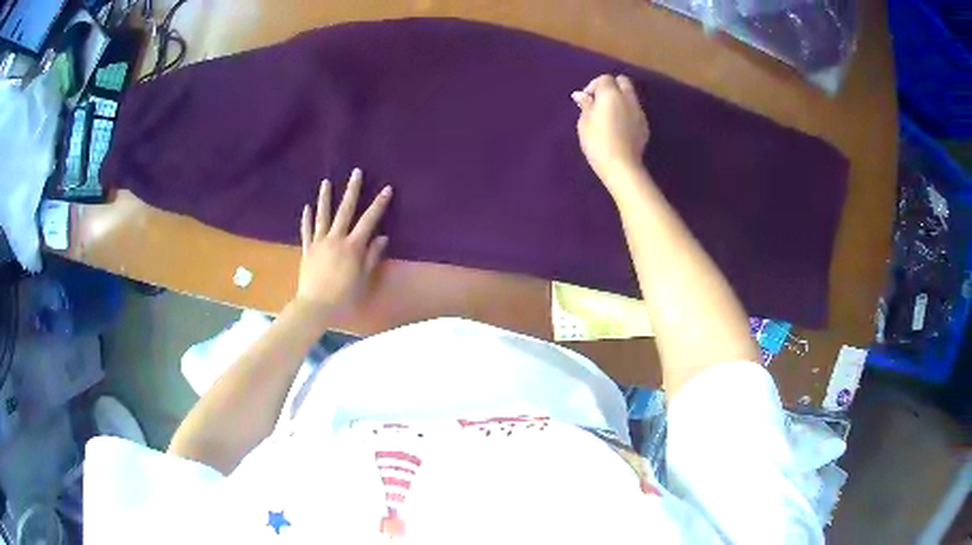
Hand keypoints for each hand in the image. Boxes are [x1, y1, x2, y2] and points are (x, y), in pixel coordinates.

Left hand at [295, 168, 391, 316]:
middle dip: (352, 190)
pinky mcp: (307, 250)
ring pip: (323, 216)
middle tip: (356, 172)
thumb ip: (372, 257)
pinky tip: (307, 207)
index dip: (379, 204)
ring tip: (326, 182)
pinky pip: (306, 231)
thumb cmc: (344, 297)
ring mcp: (319, 243)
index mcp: (352, 247)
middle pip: (345, 210)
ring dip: (325, 198)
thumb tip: (382, 237)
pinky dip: (306, 219)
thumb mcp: (364, 279)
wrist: (315, 307)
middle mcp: (335, 239)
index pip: (369, 221)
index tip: (387, 188)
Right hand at [572, 74, 649, 187]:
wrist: (621, 166)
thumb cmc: (597, 142)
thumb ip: (586, 105)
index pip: (604, 79)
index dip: (594, 86)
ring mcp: (639, 112)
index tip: (586, 100)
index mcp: (611, 94)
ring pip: (631, 96)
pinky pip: (635, 111)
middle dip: (612, 87)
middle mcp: (628, 98)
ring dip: (621, 99)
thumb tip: (582, 95)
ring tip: (610, 115)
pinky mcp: (645, 126)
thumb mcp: (584, 123)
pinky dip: (627, 112)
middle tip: (600, 102)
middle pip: (623, 81)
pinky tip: (619, 127)